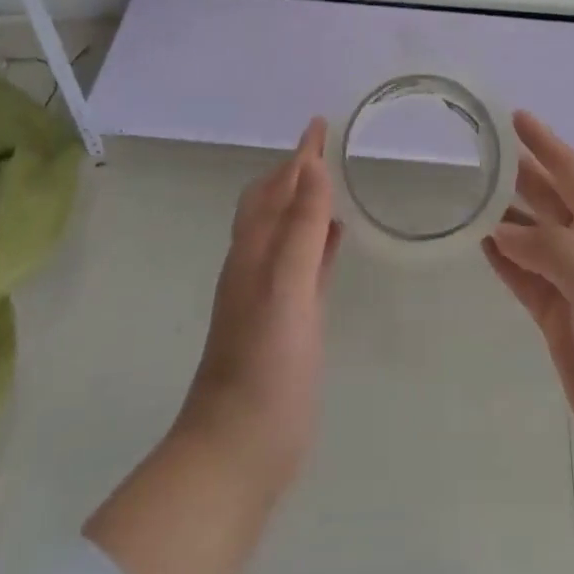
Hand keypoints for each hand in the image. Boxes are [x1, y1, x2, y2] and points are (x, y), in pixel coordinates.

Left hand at [175, 118, 341, 493]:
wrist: (238, 449)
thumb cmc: (265, 365)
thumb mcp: (287, 288)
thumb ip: (301, 228)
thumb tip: (312, 166)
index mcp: (256, 249)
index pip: (279, 186)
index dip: (300, 155)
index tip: (319, 123)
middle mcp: (258, 263)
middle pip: (275, 202)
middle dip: (296, 170)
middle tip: (324, 147)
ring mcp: (271, 292)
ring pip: (288, 230)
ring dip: (306, 201)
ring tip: (331, 182)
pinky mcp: (287, 319)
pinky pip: (303, 261)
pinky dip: (317, 240)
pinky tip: (335, 240)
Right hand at [484, 112, 573, 496]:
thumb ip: (551, 250)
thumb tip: (503, 231)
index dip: (548, 144)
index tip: (517, 117)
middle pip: (551, 202)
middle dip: (522, 174)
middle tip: (482, 152)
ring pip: (533, 239)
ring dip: (506, 216)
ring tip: (471, 195)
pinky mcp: (559, 325)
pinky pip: (525, 280)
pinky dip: (504, 260)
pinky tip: (482, 245)